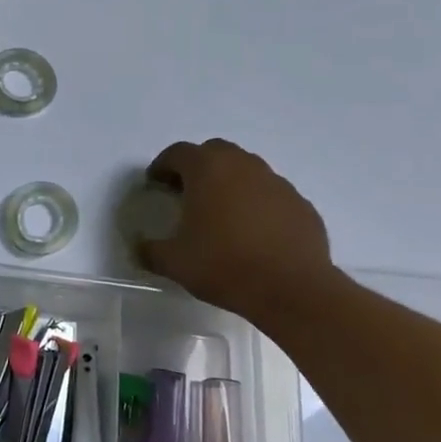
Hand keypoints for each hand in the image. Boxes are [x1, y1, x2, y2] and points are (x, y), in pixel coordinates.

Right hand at [139, 139, 339, 327]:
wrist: (292, 289)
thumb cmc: (224, 266)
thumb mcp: (174, 262)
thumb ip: (150, 250)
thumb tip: (140, 246)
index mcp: (208, 170)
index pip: (178, 153)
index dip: (162, 166)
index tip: (155, 184)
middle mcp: (243, 166)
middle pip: (215, 152)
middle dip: (197, 166)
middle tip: (187, 192)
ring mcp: (276, 183)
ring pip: (246, 170)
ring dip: (230, 182)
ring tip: (221, 213)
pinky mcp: (300, 204)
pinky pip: (271, 194)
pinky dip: (257, 203)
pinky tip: (253, 232)